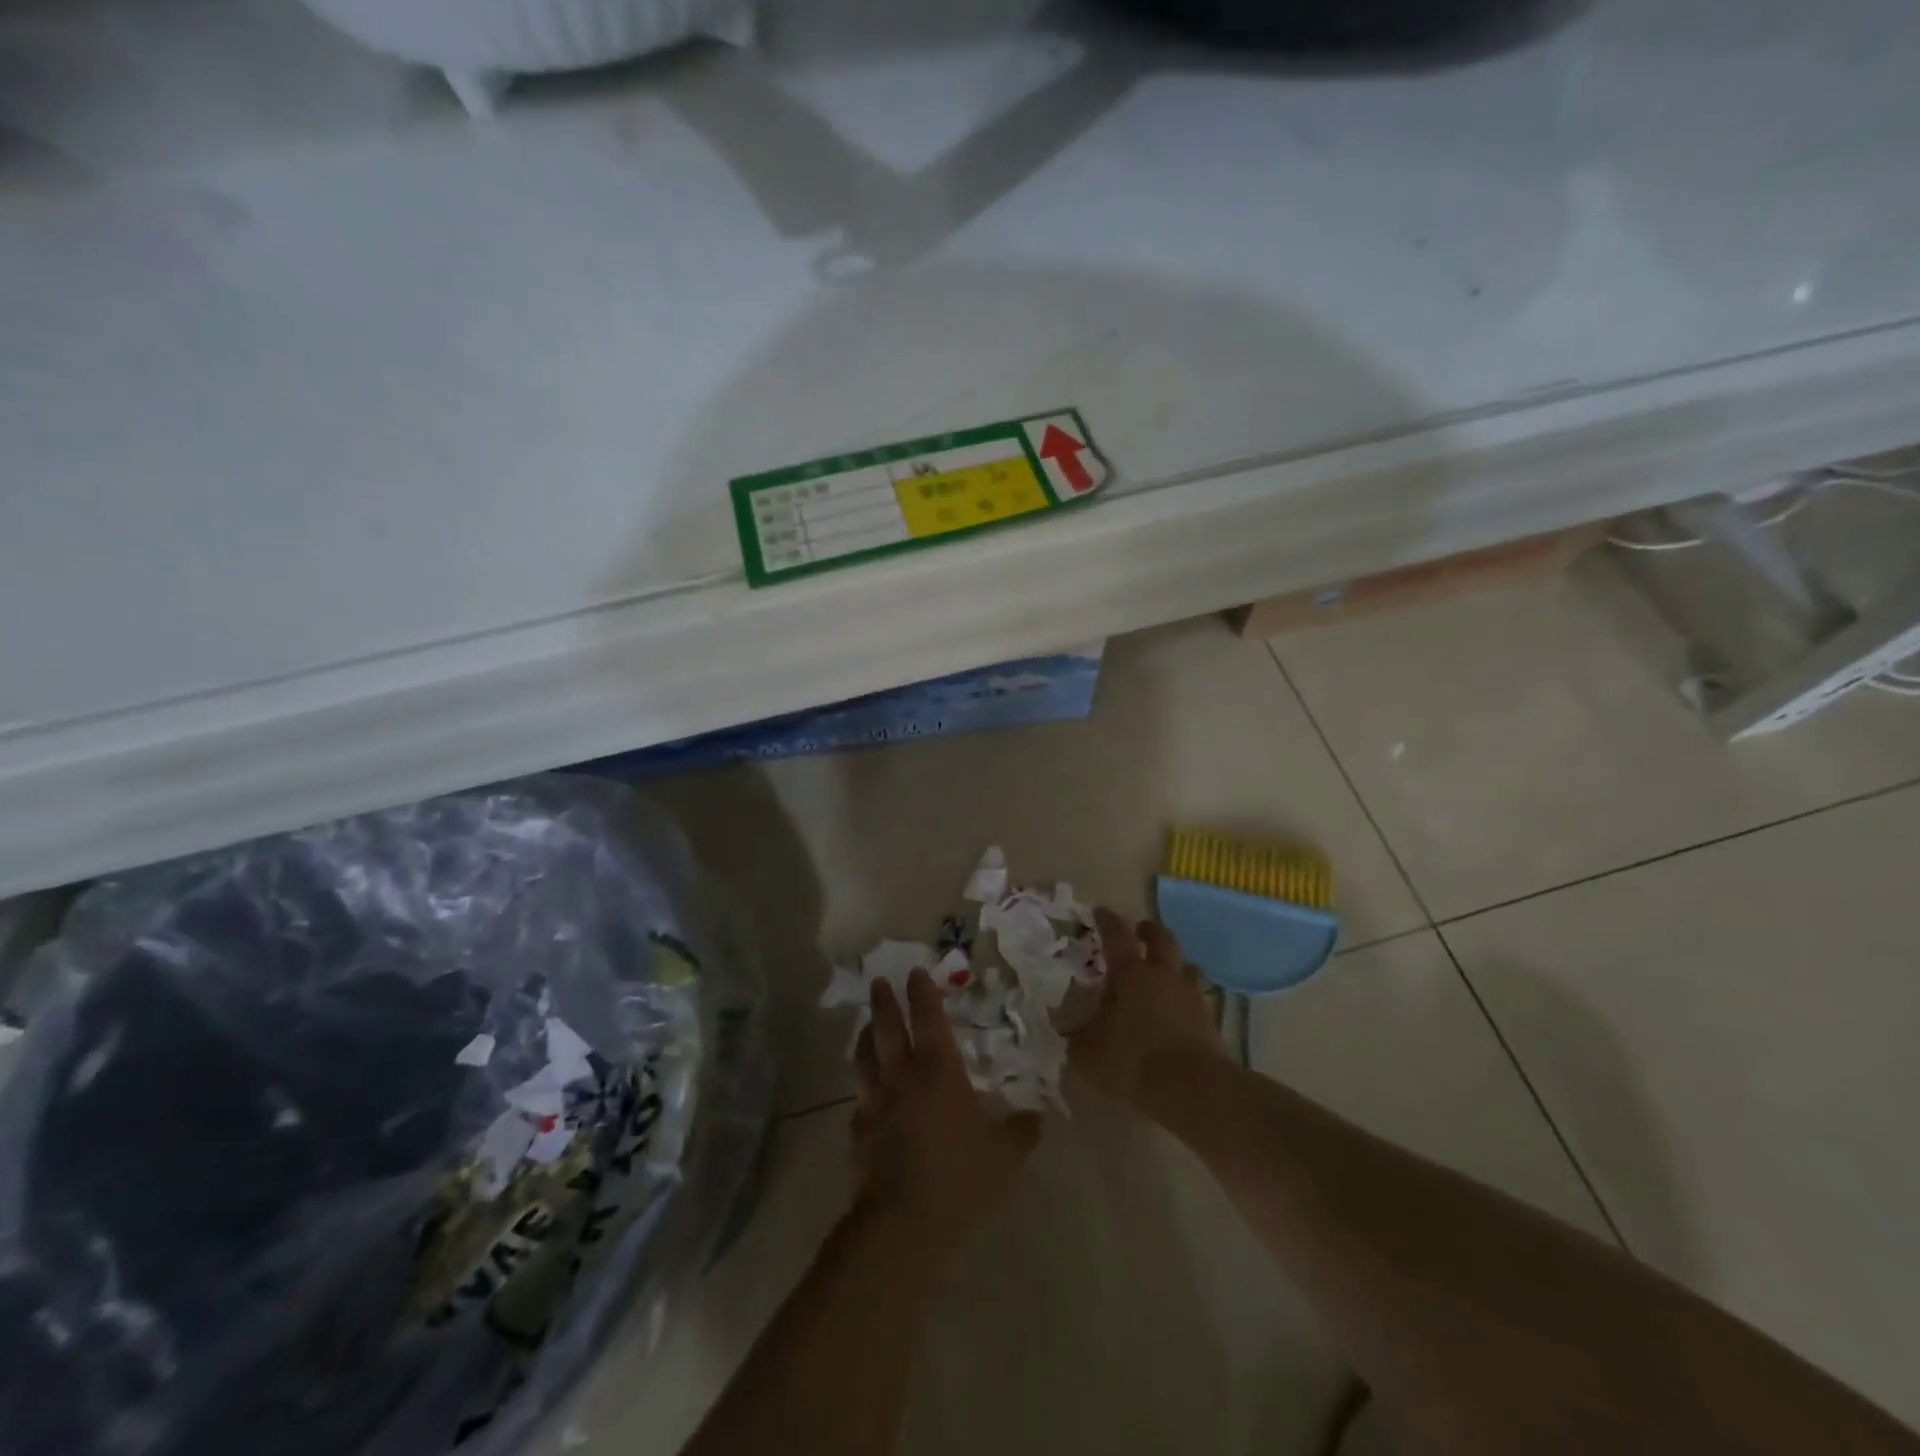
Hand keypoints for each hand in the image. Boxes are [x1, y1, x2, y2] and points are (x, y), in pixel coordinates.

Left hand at [852, 969, 1041, 1250]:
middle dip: (884, 1001)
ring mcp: (876, 1101)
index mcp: (939, 1071)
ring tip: (867, 1023)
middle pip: (887, 1028)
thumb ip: (1022, 1131)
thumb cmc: (960, 1178)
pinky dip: (864, 1083)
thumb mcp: (1006, 1156)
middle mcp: (902, 1076)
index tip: (917, 972)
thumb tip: (1037, 1116)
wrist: (903, 1222)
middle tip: (879, 981)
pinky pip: (860, 1096)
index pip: (929, 1019)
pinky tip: (867, 1089)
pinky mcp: (859, 1130)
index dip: (923, 993)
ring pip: (865, 1056)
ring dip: (866, 1034)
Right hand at [1069, 908, 1227, 1111]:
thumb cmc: (1133, 1062)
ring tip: (1166, 970)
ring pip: (1187, 966)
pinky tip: (1180, 1010)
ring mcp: (1191, 997)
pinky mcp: (1210, 1022)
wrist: (1194, 1090)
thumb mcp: (1088, 1053)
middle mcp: (1164, 976)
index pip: (1117, 936)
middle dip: (1149, 930)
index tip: (1101, 911)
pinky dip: (1187, 998)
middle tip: (1139, 930)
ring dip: (1175, 963)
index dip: (1107, 921)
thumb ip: (1076, 1036)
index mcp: (1131, 975)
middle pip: (1162, 939)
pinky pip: (1198, 998)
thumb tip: (1065, 1026)